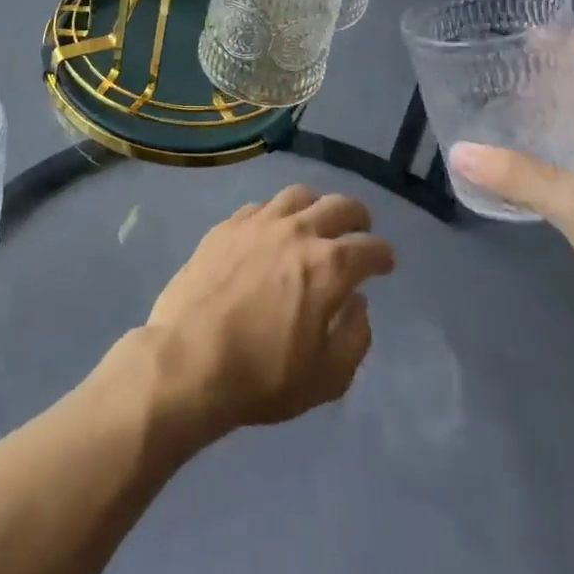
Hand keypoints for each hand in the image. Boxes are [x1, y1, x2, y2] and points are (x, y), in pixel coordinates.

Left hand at [143, 185, 395, 440]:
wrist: (189, 358)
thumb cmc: (262, 377)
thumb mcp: (327, 378)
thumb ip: (354, 336)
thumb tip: (358, 303)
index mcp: (328, 267)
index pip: (370, 247)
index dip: (383, 255)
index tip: (384, 263)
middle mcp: (296, 232)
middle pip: (338, 206)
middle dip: (356, 218)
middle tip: (358, 231)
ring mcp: (258, 223)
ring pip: (297, 195)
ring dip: (315, 206)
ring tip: (315, 223)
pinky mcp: (226, 225)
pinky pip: (260, 206)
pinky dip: (276, 214)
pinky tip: (271, 231)